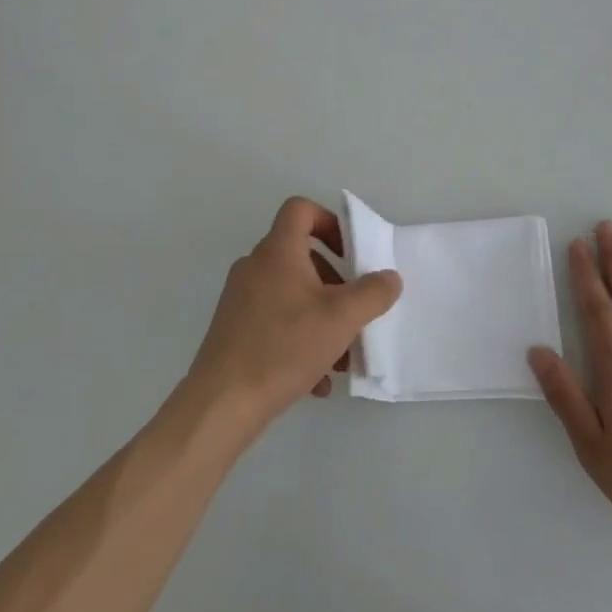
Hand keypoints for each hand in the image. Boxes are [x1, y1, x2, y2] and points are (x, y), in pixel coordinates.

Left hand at [184, 197, 402, 440]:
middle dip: (335, 284)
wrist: (222, 402)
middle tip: (353, 312)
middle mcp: (255, 267)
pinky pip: (277, 323)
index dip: (329, 221)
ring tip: (342, 358)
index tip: (350, 253)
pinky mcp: (235, 330)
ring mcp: (241, 299)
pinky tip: (317, 381)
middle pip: (302, 257)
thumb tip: (389, 277)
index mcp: (277, 251)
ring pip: (292, 295)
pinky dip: (301, 341)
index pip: (300, 210)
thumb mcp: (341, 318)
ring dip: (322, 319)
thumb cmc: (284, 347)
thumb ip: (373, 293)